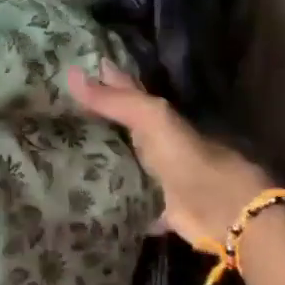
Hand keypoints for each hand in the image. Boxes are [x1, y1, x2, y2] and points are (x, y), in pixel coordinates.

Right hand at [67, 62, 274, 250]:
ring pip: (125, 163)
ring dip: (101, 159)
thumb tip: (70, 73)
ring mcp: (159, 178)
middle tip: (59, 114)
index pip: (128, 93)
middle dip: (97, 122)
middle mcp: (159, 145)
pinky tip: (89, 199)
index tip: (73, 71)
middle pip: (124, 129)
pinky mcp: (157, 209)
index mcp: (161, 120)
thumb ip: (115, 101)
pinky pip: (128, 201)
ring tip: (63, 153)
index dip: (106, 81)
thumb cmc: (189, 161)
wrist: (225, 213)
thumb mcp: (153, 121)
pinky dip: (113, 199)